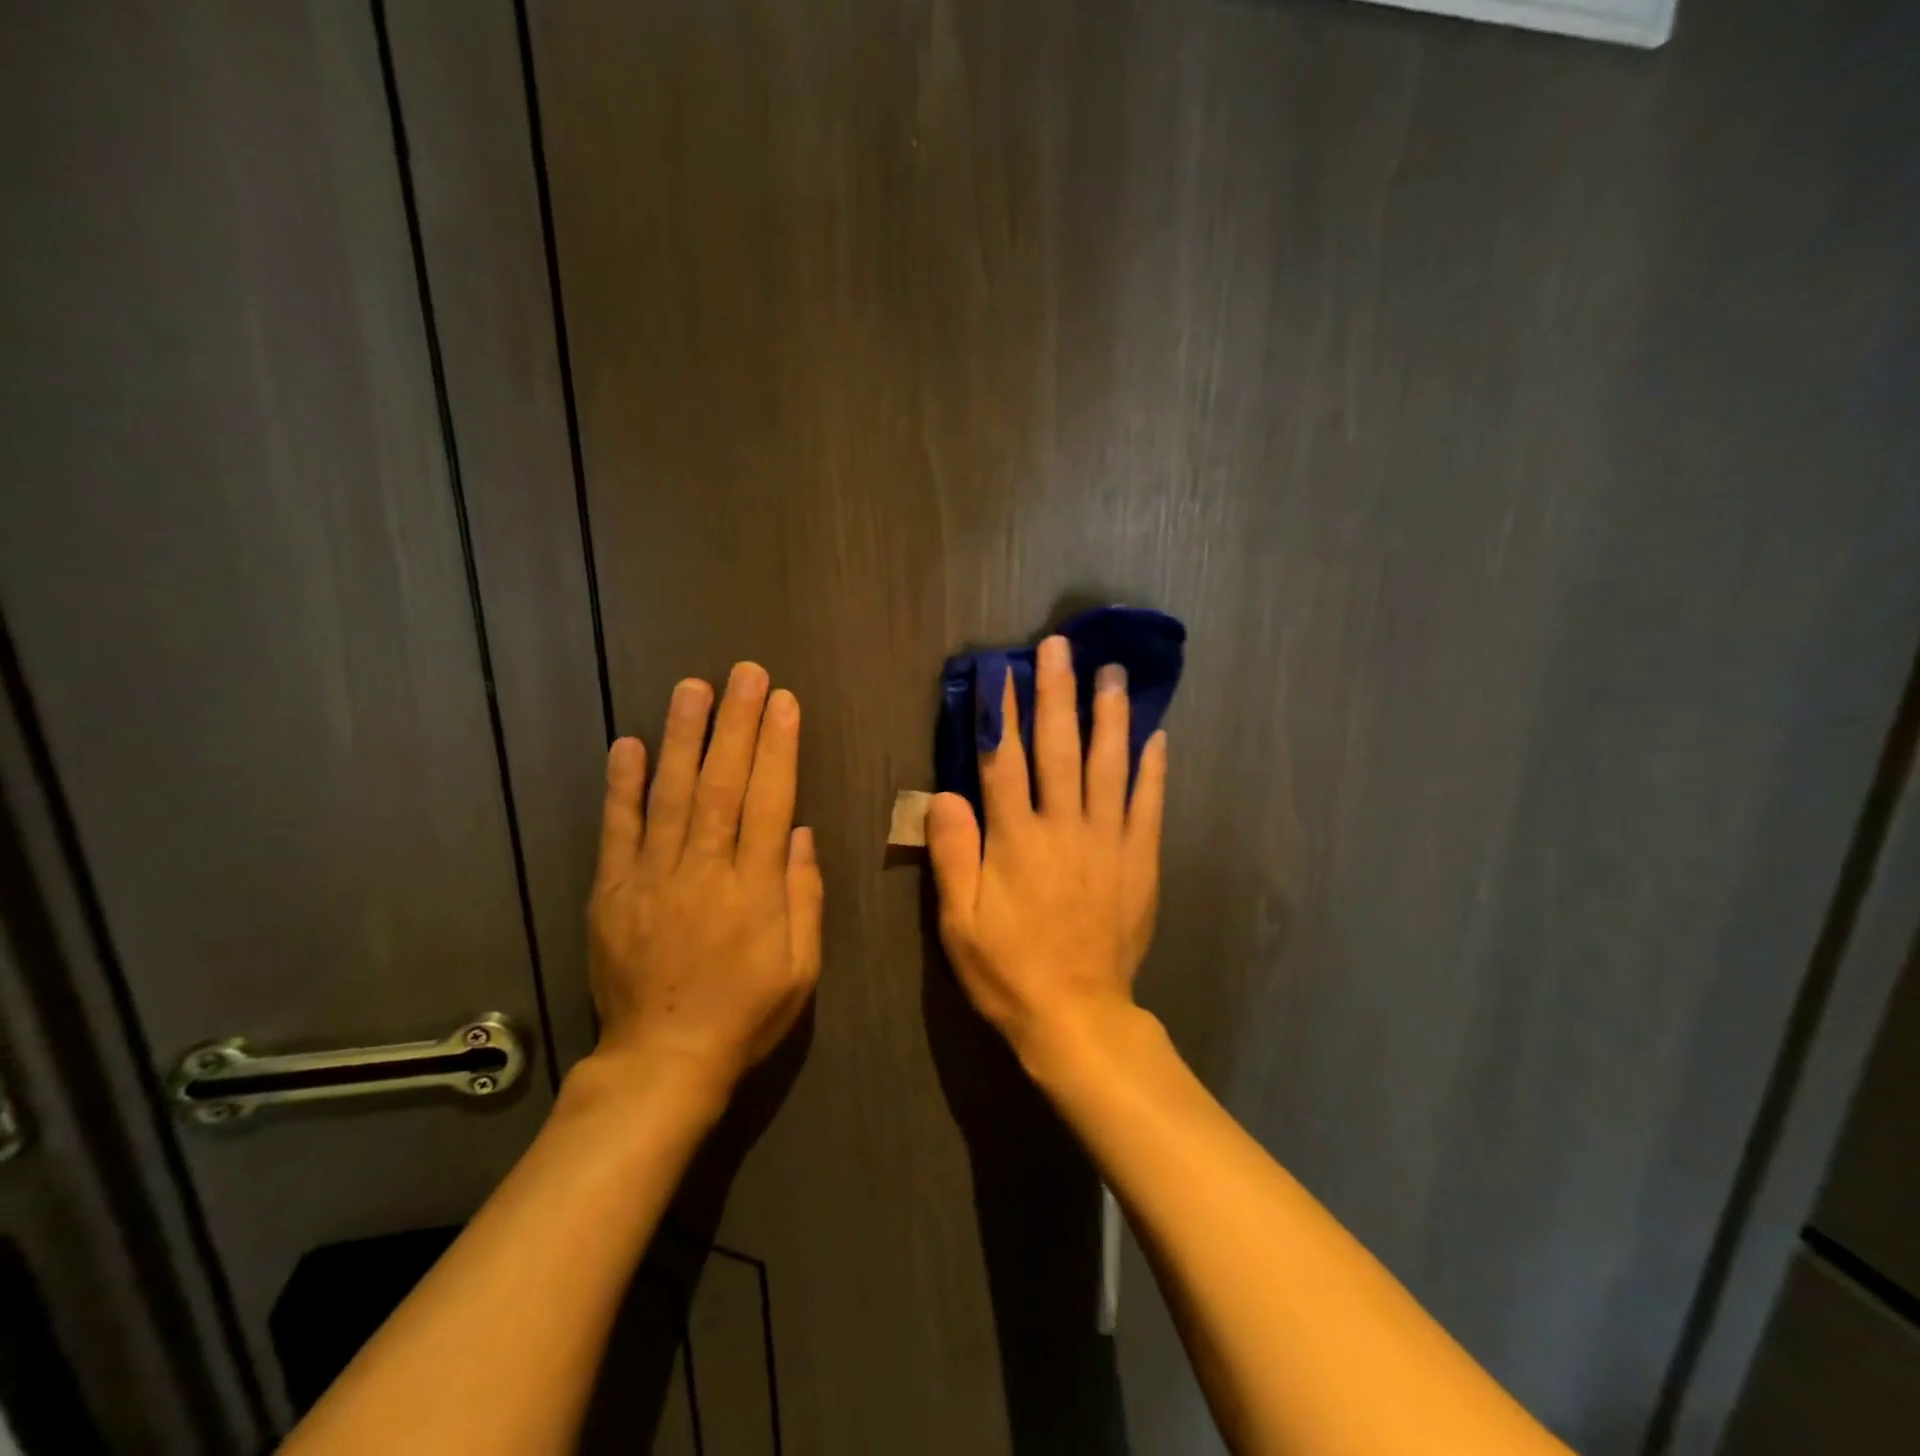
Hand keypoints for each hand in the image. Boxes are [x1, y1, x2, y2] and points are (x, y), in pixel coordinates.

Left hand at [586, 664, 823, 1104]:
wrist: (662, 1062)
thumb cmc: (745, 1015)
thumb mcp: (801, 968)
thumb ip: (803, 896)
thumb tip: (800, 833)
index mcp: (754, 890)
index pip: (771, 802)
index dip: (778, 748)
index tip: (784, 702)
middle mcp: (704, 871)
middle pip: (723, 784)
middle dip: (737, 724)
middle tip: (745, 673)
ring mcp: (652, 878)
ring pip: (671, 795)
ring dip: (683, 737)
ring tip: (693, 688)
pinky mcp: (612, 892)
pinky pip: (618, 830)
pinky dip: (622, 786)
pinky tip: (629, 745)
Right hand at [926, 635, 1167, 1063]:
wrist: (1077, 1016)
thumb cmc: (1008, 970)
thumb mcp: (957, 921)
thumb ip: (952, 853)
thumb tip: (944, 793)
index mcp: (1016, 840)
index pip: (1004, 760)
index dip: (1001, 712)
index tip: (1003, 669)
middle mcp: (1064, 828)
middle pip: (1058, 748)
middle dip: (1057, 693)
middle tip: (1060, 646)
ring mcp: (1109, 842)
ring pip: (1109, 765)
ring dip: (1109, 716)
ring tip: (1112, 673)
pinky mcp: (1141, 861)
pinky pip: (1149, 805)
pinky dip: (1153, 769)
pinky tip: (1157, 736)